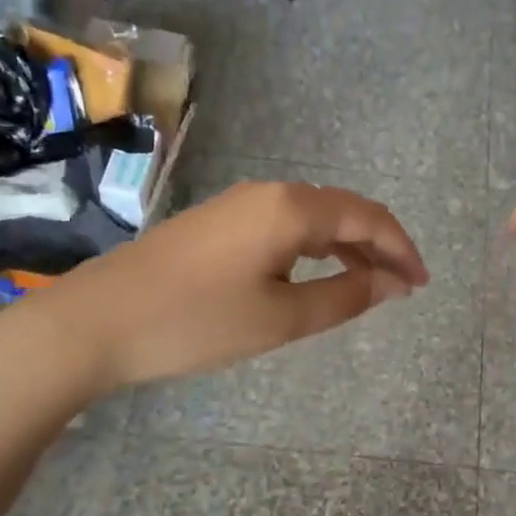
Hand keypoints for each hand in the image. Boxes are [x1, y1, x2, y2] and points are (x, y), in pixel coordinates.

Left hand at [19, 180, 427, 394]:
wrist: (94, 322)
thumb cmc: (195, 322)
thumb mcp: (281, 318)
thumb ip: (344, 297)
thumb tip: (390, 283)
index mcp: (291, 208)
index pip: (368, 217)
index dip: (402, 248)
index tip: (421, 285)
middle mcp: (268, 193)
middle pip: (343, 210)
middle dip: (378, 246)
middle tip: (401, 288)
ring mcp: (238, 204)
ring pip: (312, 217)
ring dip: (346, 247)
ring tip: (369, 284)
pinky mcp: (217, 222)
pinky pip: (283, 226)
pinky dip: (313, 248)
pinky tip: (315, 275)